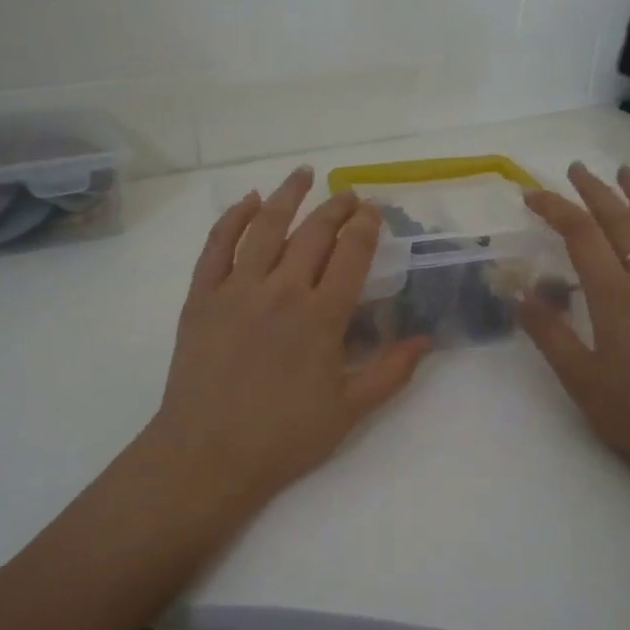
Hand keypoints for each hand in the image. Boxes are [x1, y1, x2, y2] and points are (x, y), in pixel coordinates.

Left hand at [142, 167, 429, 504]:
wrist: (207, 455)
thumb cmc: (283, 438)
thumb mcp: (348, 411)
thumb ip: (390, 372)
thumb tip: (427, 340)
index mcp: (322, 317)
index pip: (351, 254)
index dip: (365, 227)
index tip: (373, 210)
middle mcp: (282, 290)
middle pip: (313, 233)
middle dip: (336, 208)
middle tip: (348, 195)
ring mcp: (237, 289)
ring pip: (265, 227)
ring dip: (287, 196)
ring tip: (303, 174)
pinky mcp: (202, 296)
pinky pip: (217, 245)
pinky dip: (233, 217)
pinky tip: (247, 200)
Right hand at [519, 162, 629, 505]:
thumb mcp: (581, 380)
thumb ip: (550, 334)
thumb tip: (521, 295)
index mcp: (615, 297)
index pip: (581, 235)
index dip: (555, 209)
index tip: (531, 195)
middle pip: (620, 222)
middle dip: (594, 191)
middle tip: (574, 169)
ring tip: (625, 173)